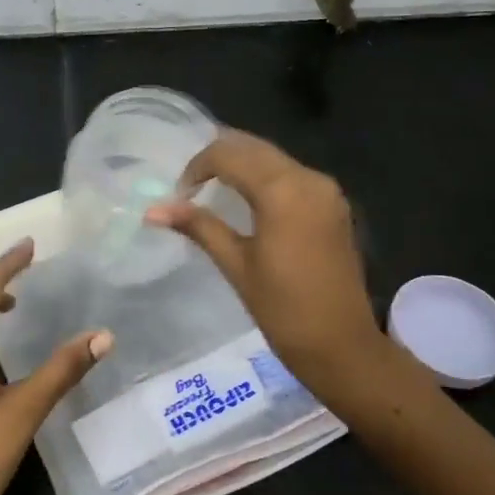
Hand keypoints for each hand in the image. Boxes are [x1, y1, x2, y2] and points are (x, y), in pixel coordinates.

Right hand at [145, 131, 389, 392]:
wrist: (342, 346)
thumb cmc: (283, 309)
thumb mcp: (236, 265)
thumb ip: (198, 226)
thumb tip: (152, 210)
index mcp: (282, 191)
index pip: (229, 155)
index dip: (197, 167)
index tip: (179, 196)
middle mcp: (308, 178)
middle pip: (254, 148)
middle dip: (218, 158)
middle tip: (191, 186)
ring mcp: (326, 190)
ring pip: (274, 158)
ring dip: (242, 164)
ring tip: (213, 190)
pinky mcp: (334, 204)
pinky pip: (292, 174)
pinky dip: (265, 177)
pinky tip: (248, 199)